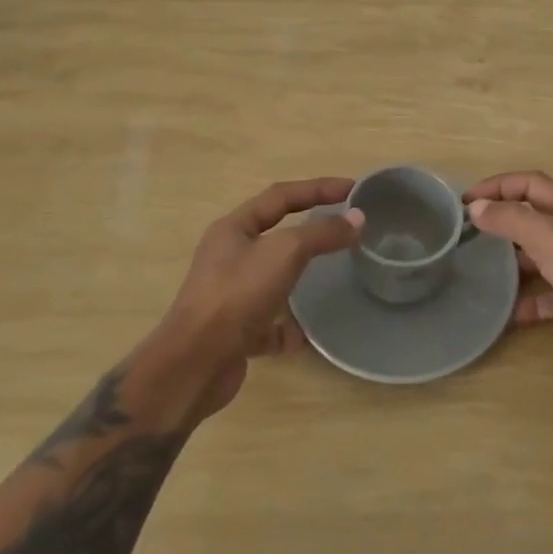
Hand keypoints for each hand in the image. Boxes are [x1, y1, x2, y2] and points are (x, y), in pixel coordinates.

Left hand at [156, 177, 362, 417]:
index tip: (353, 189)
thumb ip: (322, 233)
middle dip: (310, 230)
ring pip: (273, 278)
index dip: (318, 188)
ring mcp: (230, 295)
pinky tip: (307, 334)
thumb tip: (357, 218)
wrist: (195, 365)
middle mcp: (228, 257)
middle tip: (345, 228)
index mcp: (234, 228)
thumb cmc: (237, 295)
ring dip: (300, 278)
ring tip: (332, 277)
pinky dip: (289, 327)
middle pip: (276, 234)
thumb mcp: (284, 253)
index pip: (282, 196)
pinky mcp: (234, 332)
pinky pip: (269, 323)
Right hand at [466, 171, 552, 375]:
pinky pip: (551, 297)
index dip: (498, 186)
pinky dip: (530, 302)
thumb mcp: (551, 238)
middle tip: (470, 236)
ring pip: (542, 257)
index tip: (466, 201)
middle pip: (536, 219)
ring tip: (483, 272)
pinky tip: (510, 315)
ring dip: (515, 263)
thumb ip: (512, 220)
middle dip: (504, 222)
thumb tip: (477, 207)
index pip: (531, 184)